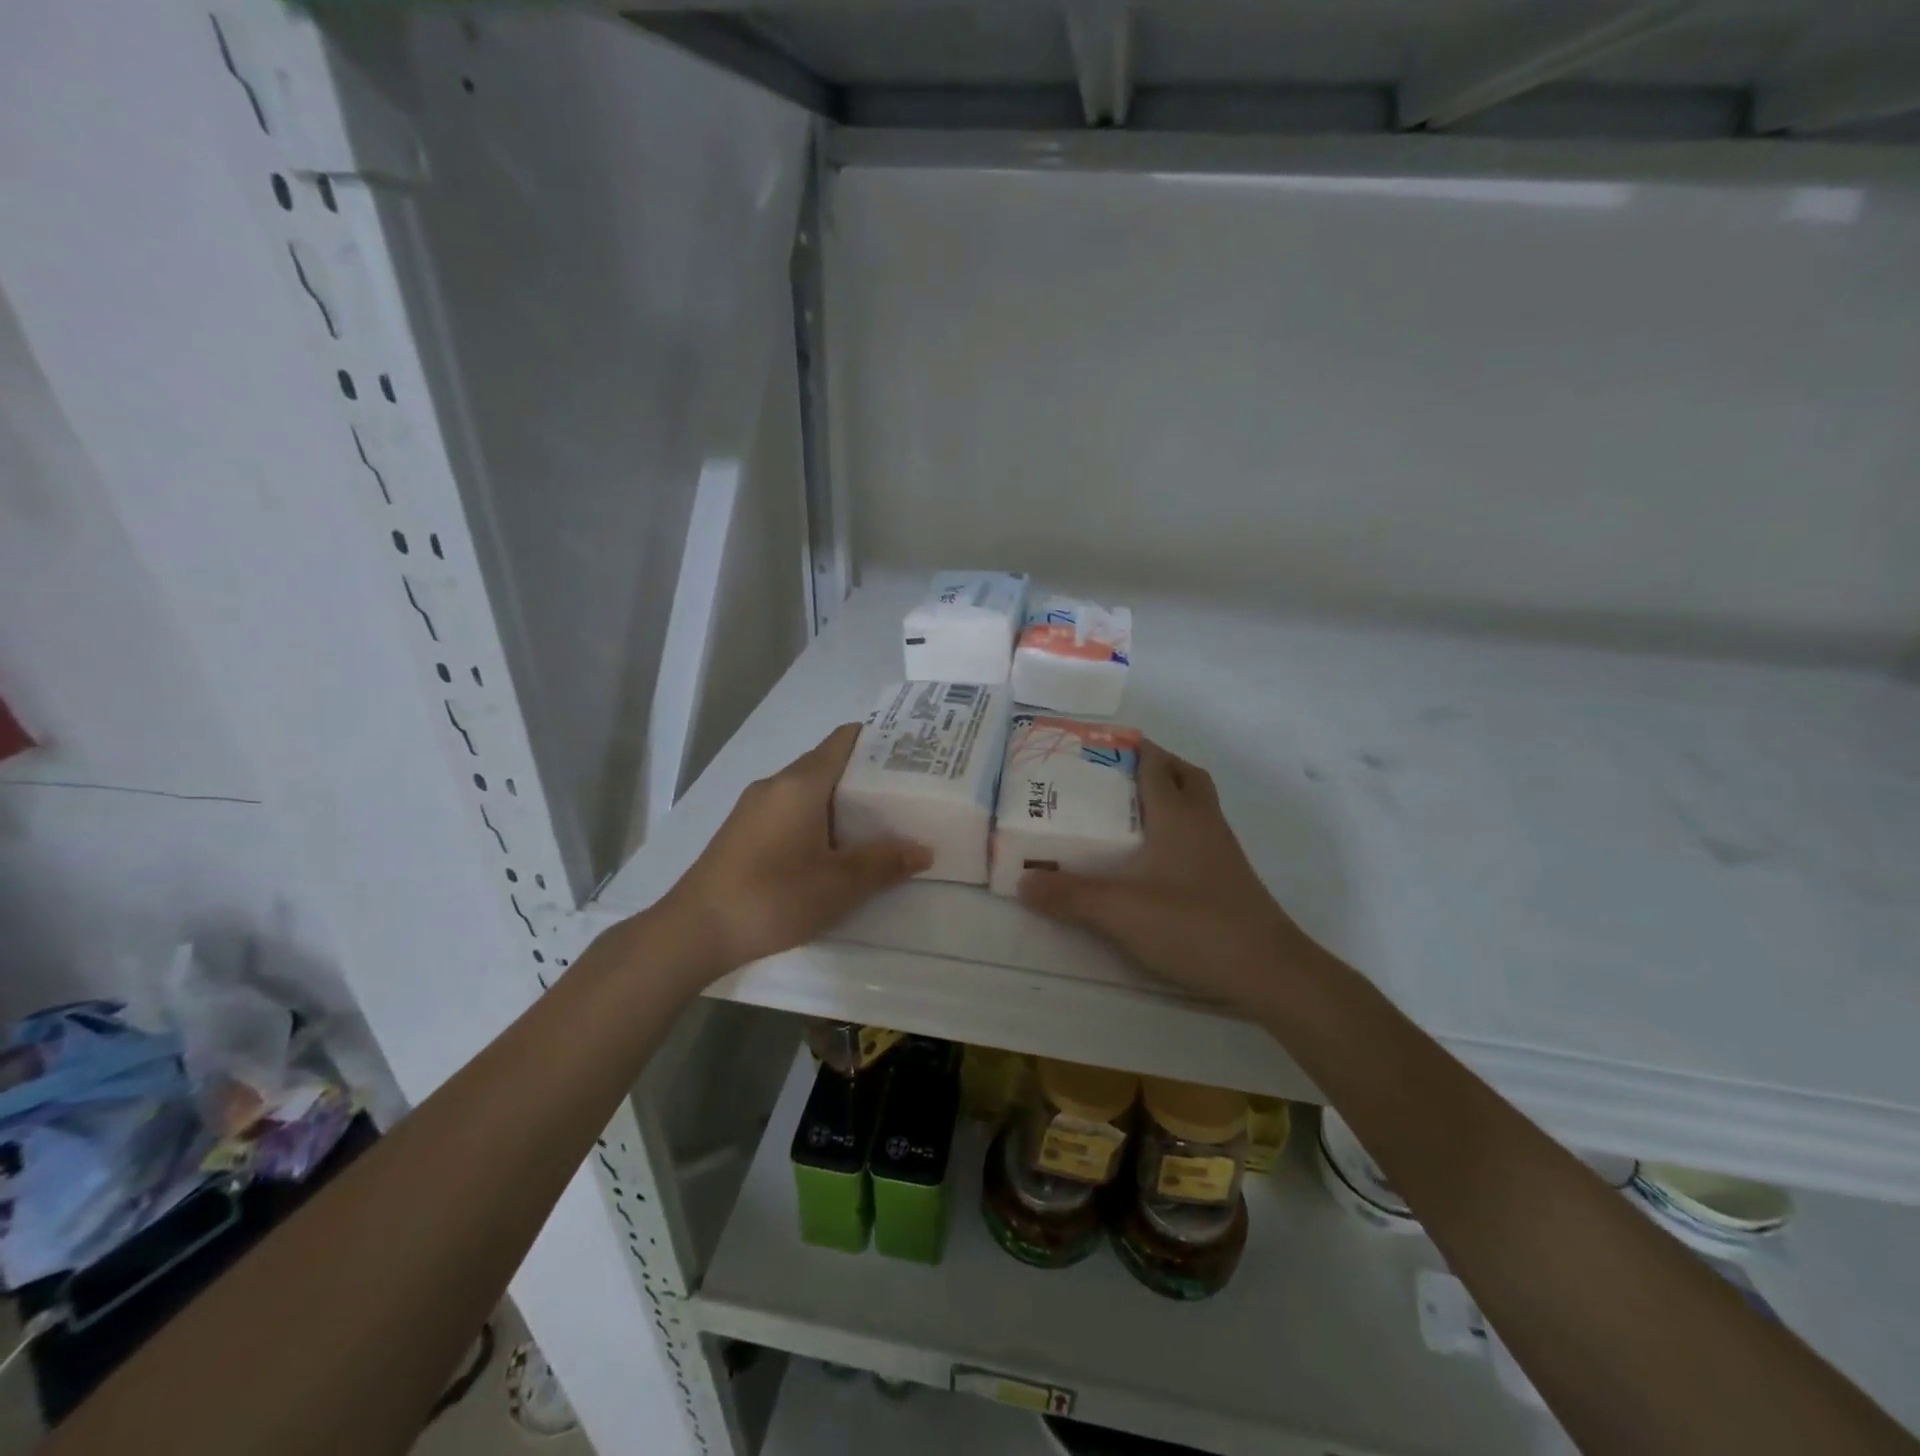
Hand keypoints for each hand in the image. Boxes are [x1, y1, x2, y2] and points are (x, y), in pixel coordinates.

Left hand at [663, 724, 930, 977]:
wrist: (693, 931)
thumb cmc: (771, 898)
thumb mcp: (838, 885)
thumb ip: (883, 863)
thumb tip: (922, 850)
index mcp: (800, 784)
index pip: (843, 740)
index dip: (878, 741)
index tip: (911, 754)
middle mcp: (775, 784)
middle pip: (828, 764)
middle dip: (867, 776)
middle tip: (906, 795)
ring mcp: (754, 807)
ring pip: (808, 790)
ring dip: (841, 802)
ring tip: (879, 823)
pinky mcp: (743, 831)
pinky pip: (790, 810)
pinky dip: (817, 818)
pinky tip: (834, 848)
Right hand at [1019, 740, 1313, 1007]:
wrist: (1269, 970)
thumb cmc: (1194, 925)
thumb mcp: (1120, 911)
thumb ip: (1070, 895)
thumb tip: (1022, 881)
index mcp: (1178, 815)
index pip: (1154, 764)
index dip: (1129, 748)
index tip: (1096, 746)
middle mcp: (1203, 822)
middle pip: (1183, 775)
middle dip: (1153, 766)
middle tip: (1114, 777)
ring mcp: (1221, 850)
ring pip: (1196, 804)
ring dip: (1167, 796)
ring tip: (1126, 814)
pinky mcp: (1227, 877)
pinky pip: (1199, 834)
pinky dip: (1176, 829)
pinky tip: (1152, 859)